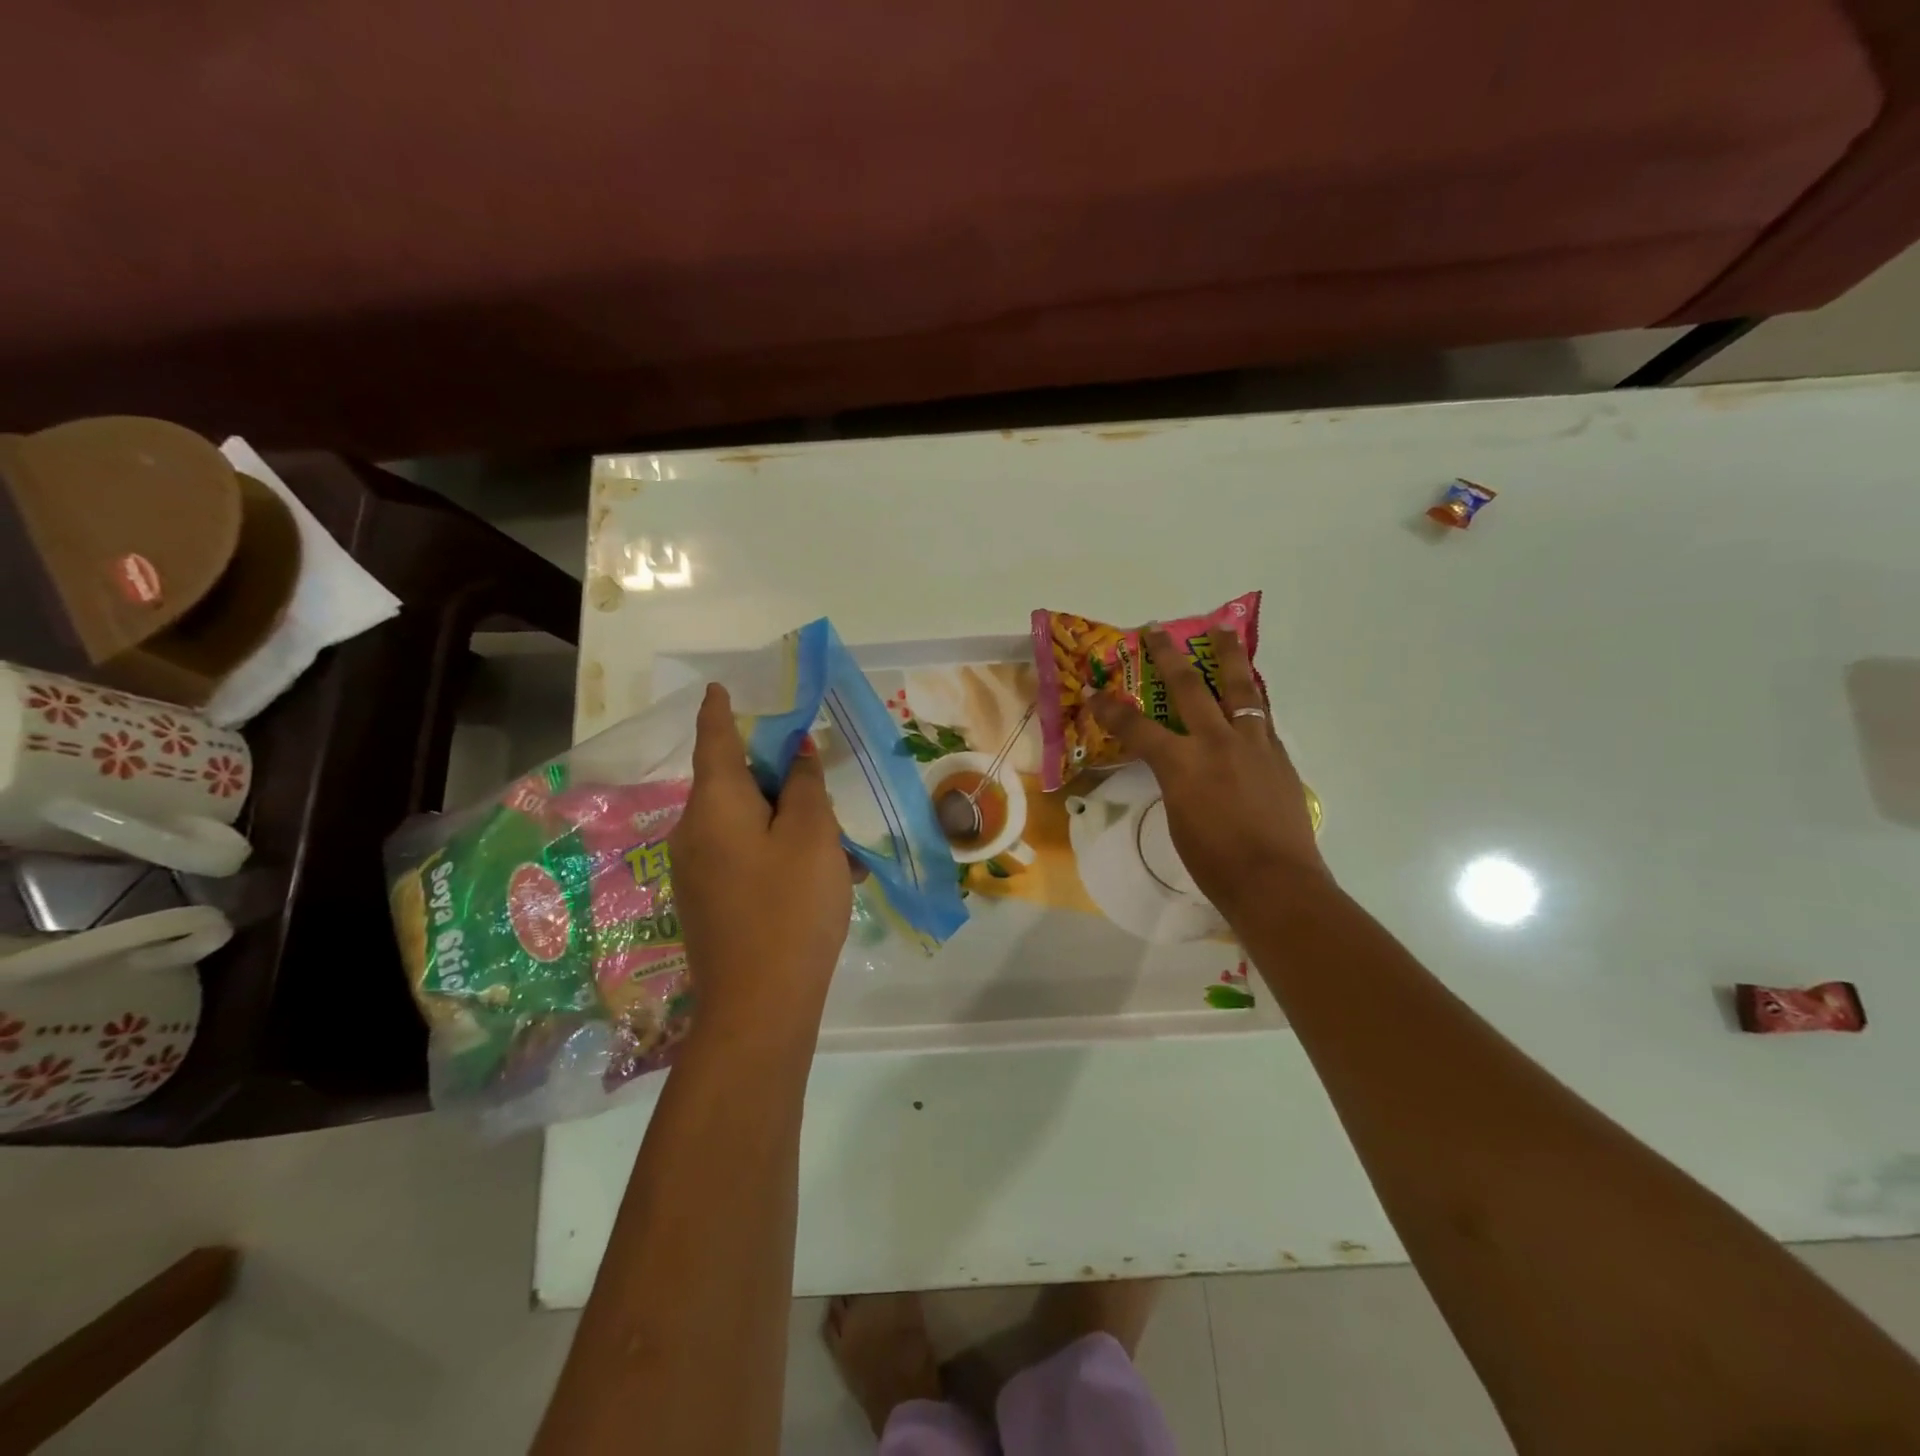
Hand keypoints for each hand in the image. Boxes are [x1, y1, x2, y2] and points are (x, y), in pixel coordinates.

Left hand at [669, 684, 853, 1045]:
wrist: (758, 1006)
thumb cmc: (790, 907)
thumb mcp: (814, 836)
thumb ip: (806, 787)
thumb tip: (796, 755)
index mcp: (714, 805)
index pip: (714, 740)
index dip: (719, 711)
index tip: (719, 688)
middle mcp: (694, 831)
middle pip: (735, 785)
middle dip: (778, 780)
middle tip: (820, 784)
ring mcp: (695, 872)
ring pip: (746, 826)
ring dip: (788, 824)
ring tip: (838, 846)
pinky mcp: (706, 903)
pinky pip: (744, 859)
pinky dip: (779, 855)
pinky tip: (823, 879)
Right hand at [1088, 624, 1329, 919]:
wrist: (1276, 882)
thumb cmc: (1215, 863)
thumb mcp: (1178, 819)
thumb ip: (1175, 782)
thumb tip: (1179, 767)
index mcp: (1182, 765)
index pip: (1137, 727)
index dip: (1112, 708)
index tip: (1095, 691)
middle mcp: (1217, 742)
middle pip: (1189, 687)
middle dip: (1168, 656)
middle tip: (1157, 630)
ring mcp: (1253, 744)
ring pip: (1240, 688)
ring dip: (1228, 656)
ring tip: (1223, 631)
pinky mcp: (1278, 754)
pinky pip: (1261, 714)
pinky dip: (1250, 697)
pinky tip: (1248, 692)